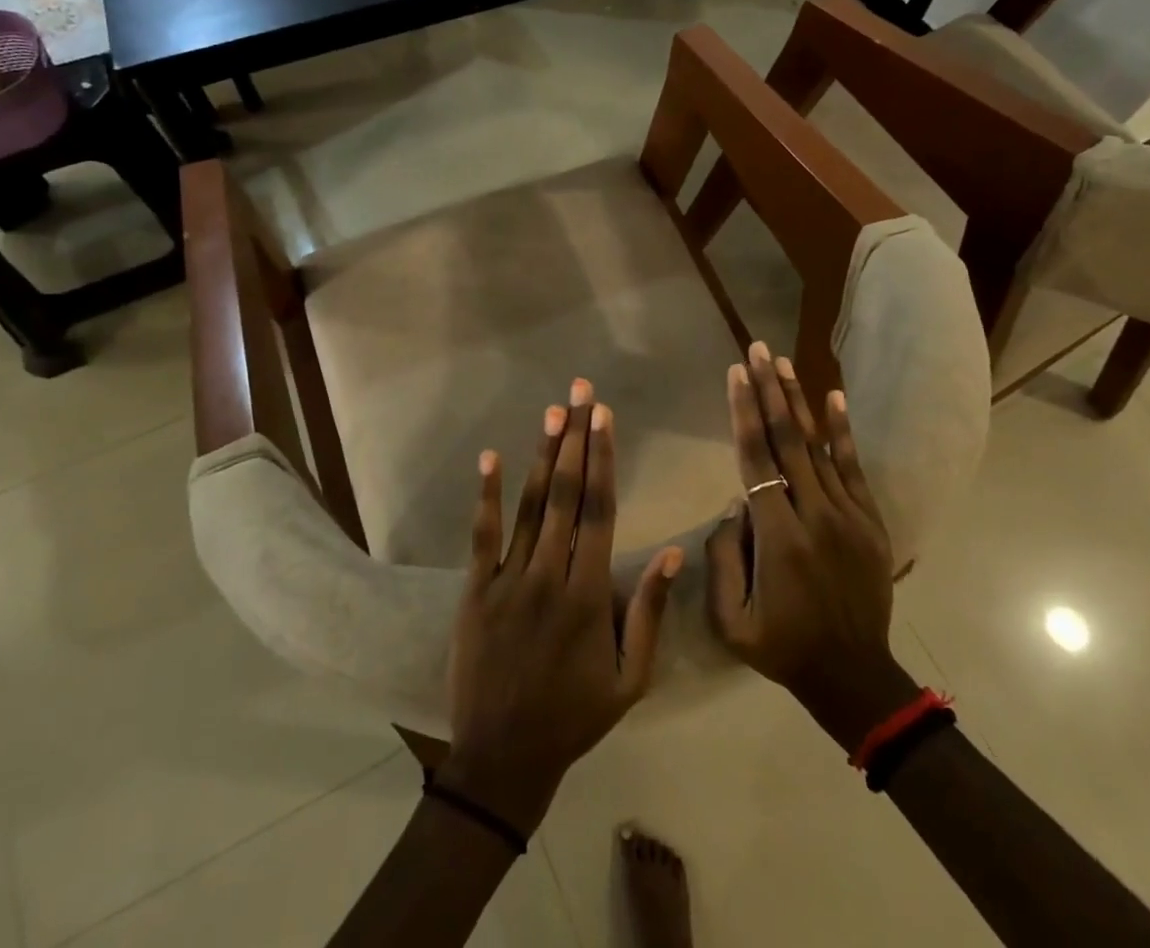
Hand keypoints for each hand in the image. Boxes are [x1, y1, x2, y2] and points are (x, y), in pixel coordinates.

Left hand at [442, 379, 683, 834]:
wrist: (504, 757)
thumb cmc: (575, 715)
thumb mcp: (630, 678)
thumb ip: (648, 611)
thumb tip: (674, 553)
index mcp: (589, 595)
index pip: (599, 511)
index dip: (602, 459)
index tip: (605, 417)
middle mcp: (549, 575)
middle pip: (565, 494)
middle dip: (575, 438)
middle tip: (580, 392)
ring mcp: (508, 580)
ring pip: (529, 506)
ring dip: (541, 455)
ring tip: (552, 412)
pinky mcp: (475, 589)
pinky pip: (482, 535)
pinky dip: (486, 495)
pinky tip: (490, 457)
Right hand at [707, 343, 914, 749]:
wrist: (854, 677)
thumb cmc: (783, 647)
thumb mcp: (731, 618)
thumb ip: (724, 555)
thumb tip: (735, 502)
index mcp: (778, 539)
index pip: (756, 460)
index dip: (744, 413)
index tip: (736, 374)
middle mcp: (815, 516)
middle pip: (788, 441)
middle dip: (770, 390)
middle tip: (759, 350)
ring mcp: (849, 517)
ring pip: (818, 447)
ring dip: (800, 401)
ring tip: (785, 362)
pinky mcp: (870, 522)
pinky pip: (854, 467)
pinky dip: (843, 431)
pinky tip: (834, 397)